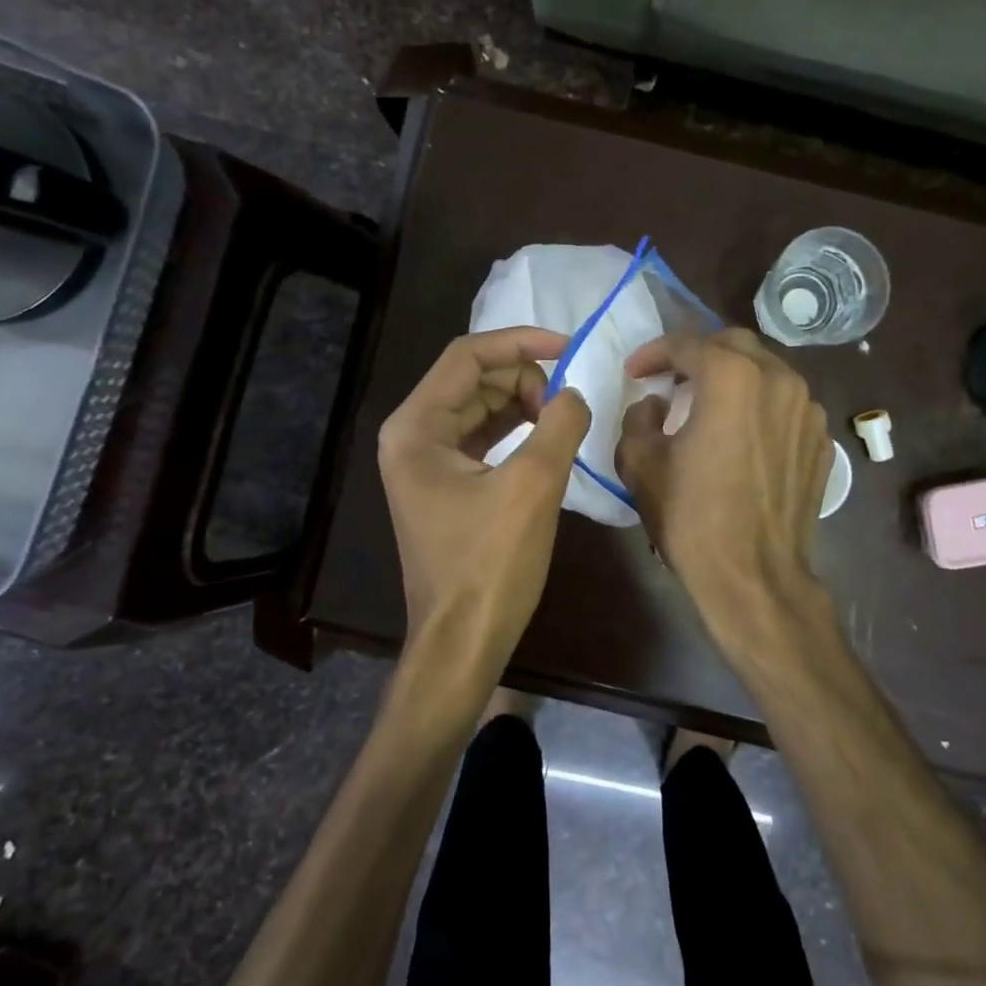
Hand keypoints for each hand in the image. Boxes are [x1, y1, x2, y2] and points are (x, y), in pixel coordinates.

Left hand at [378, 328, 590, 671]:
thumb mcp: (533, 486)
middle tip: (569, 402)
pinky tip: (547, 440)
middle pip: (473, 381)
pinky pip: (482, 440)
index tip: (568, 348)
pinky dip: (515, 432)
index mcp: (415, 427)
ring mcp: (425, 463)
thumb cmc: (490, 565)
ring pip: (479, 410)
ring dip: (523, 405)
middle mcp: (411, 436)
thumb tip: (574, 394)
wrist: (462, 642)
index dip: (520, 342)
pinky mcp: (444, 486)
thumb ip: (559, 424)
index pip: (467, 357)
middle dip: (524, 380)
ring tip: (563, 420)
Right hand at [616, 329, 831, 642]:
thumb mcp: (641, 463)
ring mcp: (809, 411)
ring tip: (709, 404)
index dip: (653, 352)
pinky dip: (761, 408)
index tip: (635, 372)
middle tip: (673, 379)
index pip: (687, 343)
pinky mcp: (822, 442)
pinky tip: (742, 436)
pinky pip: (787, 406)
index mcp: (731, 377)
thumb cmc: (691, 517)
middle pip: (734, 345)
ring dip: (734, 378)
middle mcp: (779, 380)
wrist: (754, 575)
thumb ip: (640, 417)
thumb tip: (657, 404)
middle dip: (698, 354)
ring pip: (767, 372)